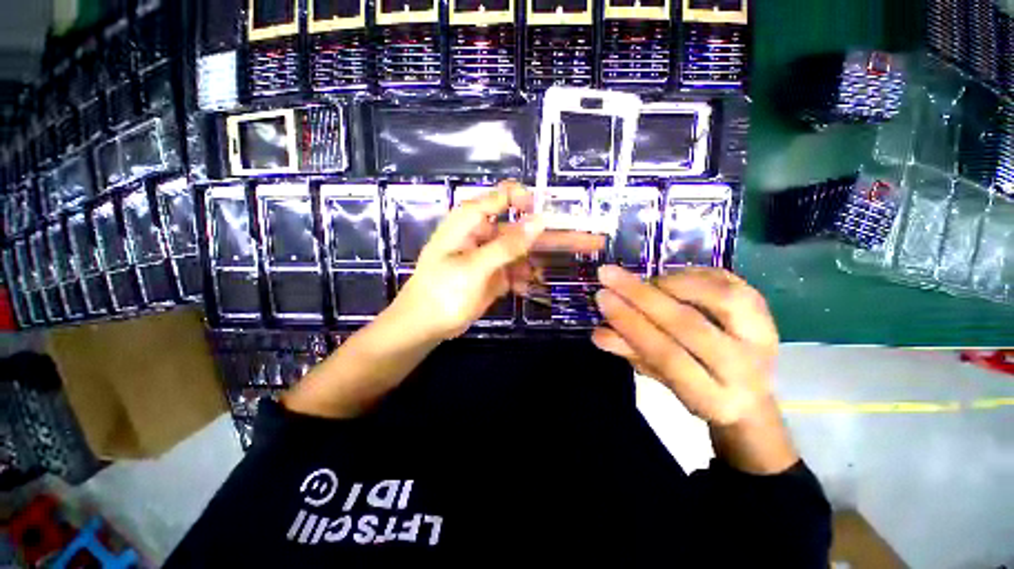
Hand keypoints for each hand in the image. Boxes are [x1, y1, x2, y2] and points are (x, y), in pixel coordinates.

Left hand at [393, 180, 603, 340]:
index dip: (531, 202)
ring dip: (545, 258)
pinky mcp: (495, 274)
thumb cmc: (442, 292)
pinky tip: (531, 285)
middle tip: (592, 239)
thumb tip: (540, 220)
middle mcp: (484, 233)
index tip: (552, 218)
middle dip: (556, 233)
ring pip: (526, 250)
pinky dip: (526, 276)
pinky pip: (518, 270)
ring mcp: (491, 255)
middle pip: (525, 227)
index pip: (506, 197)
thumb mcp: (474, 267)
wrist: (423, 326)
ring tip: (574, 262)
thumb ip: (507, 245)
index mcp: (472, 220)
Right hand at [592, 265, 796, 472]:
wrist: (748, 391)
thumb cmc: (695, 387)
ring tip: (643, 280)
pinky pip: (730, 282)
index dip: (631, 324)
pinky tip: (668, 276)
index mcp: (714, 397)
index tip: (602, 297)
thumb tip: (598, 332)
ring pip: (719, 299)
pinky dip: (694, 274)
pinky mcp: (766, 311)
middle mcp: (745, 368)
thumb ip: (631, 353)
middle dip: (640, 295)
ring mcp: (763, 336)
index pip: (667, 355)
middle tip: (608, 275)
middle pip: (689, 324)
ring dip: (671, 283)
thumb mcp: (659, 378)